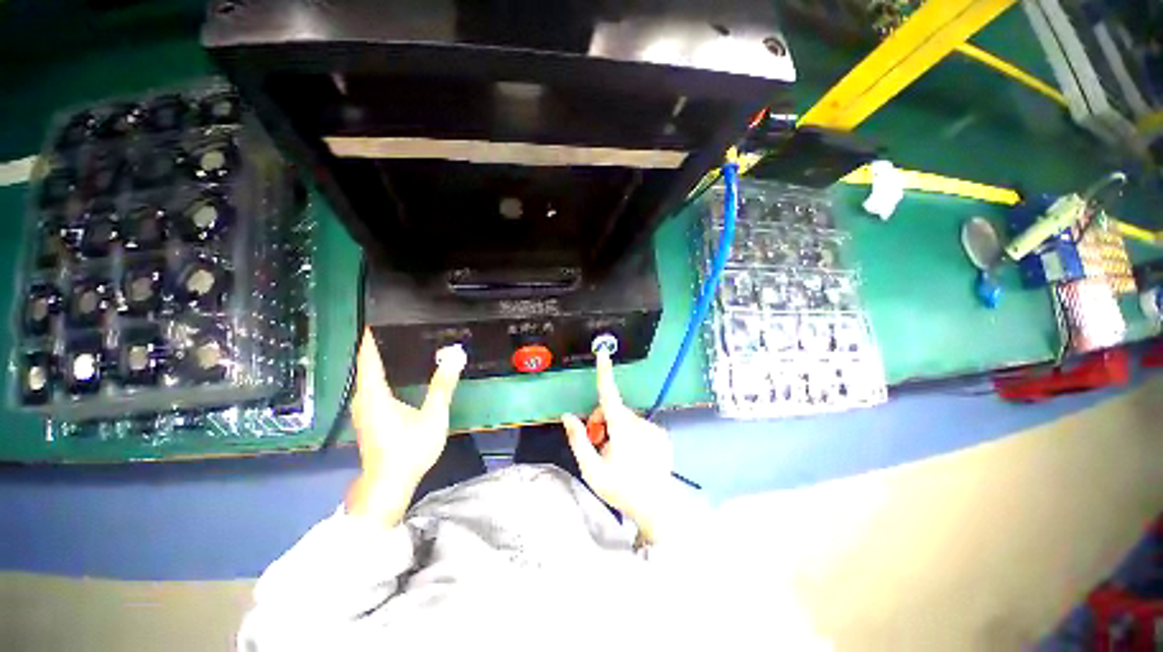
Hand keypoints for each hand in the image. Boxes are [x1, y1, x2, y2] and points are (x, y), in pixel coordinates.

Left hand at [345, 330, 464, 525]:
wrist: (389, 484)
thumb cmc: (409, 449)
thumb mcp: (433, 415)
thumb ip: (443, 385)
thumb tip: (456, 356)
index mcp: (375, 394)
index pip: (369, 358)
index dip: (371, 338)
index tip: (375, 319)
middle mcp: (363, 399)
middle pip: (366, 366)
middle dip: (377, 347)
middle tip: (395, 330)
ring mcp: (362, 411)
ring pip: (367, 378)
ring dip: (378, 362)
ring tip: (396, 348)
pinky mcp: (367, 419)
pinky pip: (370, 389)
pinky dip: (380, 377)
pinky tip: (395, 377)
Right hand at [561, 352, 674, 542]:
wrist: (656, 507)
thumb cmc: (620, 489)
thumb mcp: (592, 469)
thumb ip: (578, 439)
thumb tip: (567, 416)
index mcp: (622, 429)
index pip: (609, 395)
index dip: (605, 373)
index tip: (603, 354)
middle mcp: (640, 423)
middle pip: (615, 409)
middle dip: (603, 420)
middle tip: (598, 443)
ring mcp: (654, 429)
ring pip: (627, 418)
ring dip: (617, 428)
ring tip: (617, 453)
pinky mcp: (663, 436)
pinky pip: (640, 426)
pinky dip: (632, 434)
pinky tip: (633, 455)